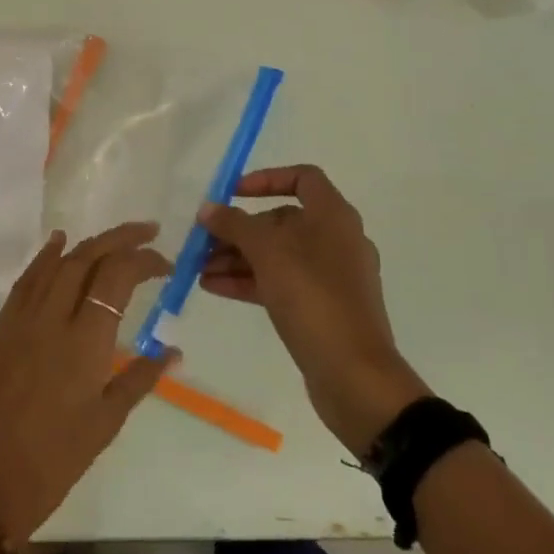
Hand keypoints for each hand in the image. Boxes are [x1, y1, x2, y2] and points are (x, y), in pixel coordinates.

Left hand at [0, 223, 177, 547]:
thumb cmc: (54, 460)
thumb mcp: (106, 422)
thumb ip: (140, 377)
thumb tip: (174, 351)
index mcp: (85, 340)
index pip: (117, 276)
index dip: (144, 260)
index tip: (166, 265)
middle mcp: (52, 317)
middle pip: (87, 257)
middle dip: (120, 237)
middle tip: (148, 231)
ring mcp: (21, 318)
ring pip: (56, 262)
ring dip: (87, 243)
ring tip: (114, 238)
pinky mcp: (1, 327)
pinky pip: (27, 279)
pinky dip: (45, 256)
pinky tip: (58, 244)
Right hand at [199, 165, 429, 456]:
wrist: (354, 375)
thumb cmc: (313, 297)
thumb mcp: (267, 253)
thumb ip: (234, 224)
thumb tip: (208, 208)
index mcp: (333, 216)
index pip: (302, 178)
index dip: (266, 179)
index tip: (232, 194)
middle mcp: (336, 240)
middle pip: (283, 220)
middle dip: (240, 229)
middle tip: (203, 241)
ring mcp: (330, 277)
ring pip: (278, 255)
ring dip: (238, 257)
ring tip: (199, 268)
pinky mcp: (322, 308)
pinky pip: (281, 283)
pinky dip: (250, 281)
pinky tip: (213, 287)